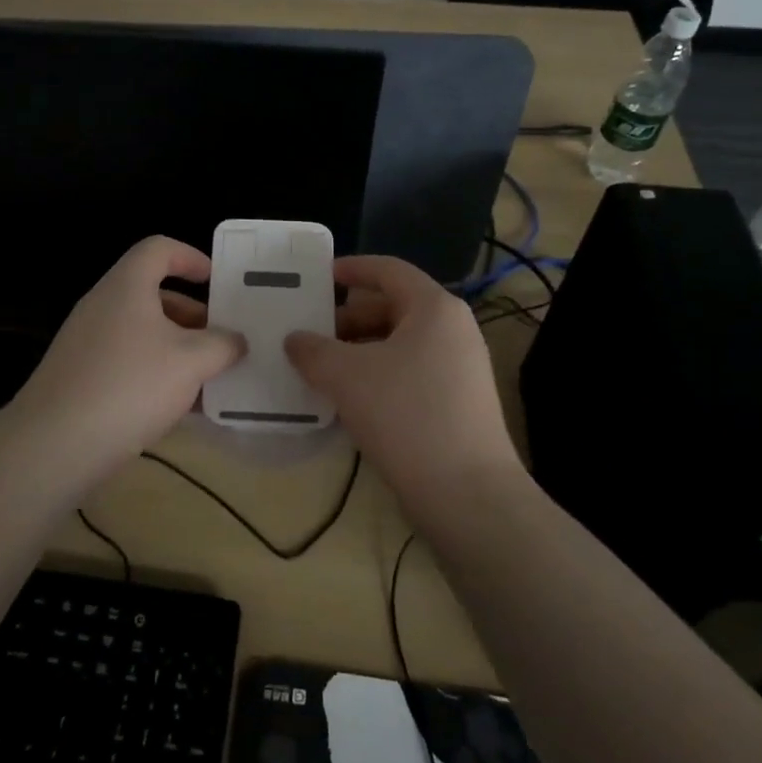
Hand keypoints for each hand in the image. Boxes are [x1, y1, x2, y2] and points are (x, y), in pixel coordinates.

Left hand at [6, 236, 244, 477]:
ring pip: (143, 333)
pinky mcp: (81, 378)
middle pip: (153, 294)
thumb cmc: (130, 386)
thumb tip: (236, 341)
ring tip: (210, 379)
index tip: (217, 281)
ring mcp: (87, 344)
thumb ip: (222, 345)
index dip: (191, 257)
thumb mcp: (191, 362)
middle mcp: (102, 307)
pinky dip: (157, 374)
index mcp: (126, 287)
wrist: (55, 445)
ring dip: (179, 349)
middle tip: (224, 341)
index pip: (158, 249)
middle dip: (193, 315)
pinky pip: (127, 363)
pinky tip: (181, 408)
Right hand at [285, 256, 520, 497]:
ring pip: (399, 344)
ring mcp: (460, 368)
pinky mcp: (458, 402)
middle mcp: (453, 330)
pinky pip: (409, 373)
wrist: (467, 494)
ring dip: (358, 352)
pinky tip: (349, 400)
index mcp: (434, 308)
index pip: (388, 270)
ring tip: (320, 370)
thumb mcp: (346, 376)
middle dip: (347, 319)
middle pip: (392, 308)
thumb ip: (313, 350)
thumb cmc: (406, 415)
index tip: (316, 277)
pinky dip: (377, 376)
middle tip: (309, 335)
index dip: (351, 268)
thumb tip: (294, 340)